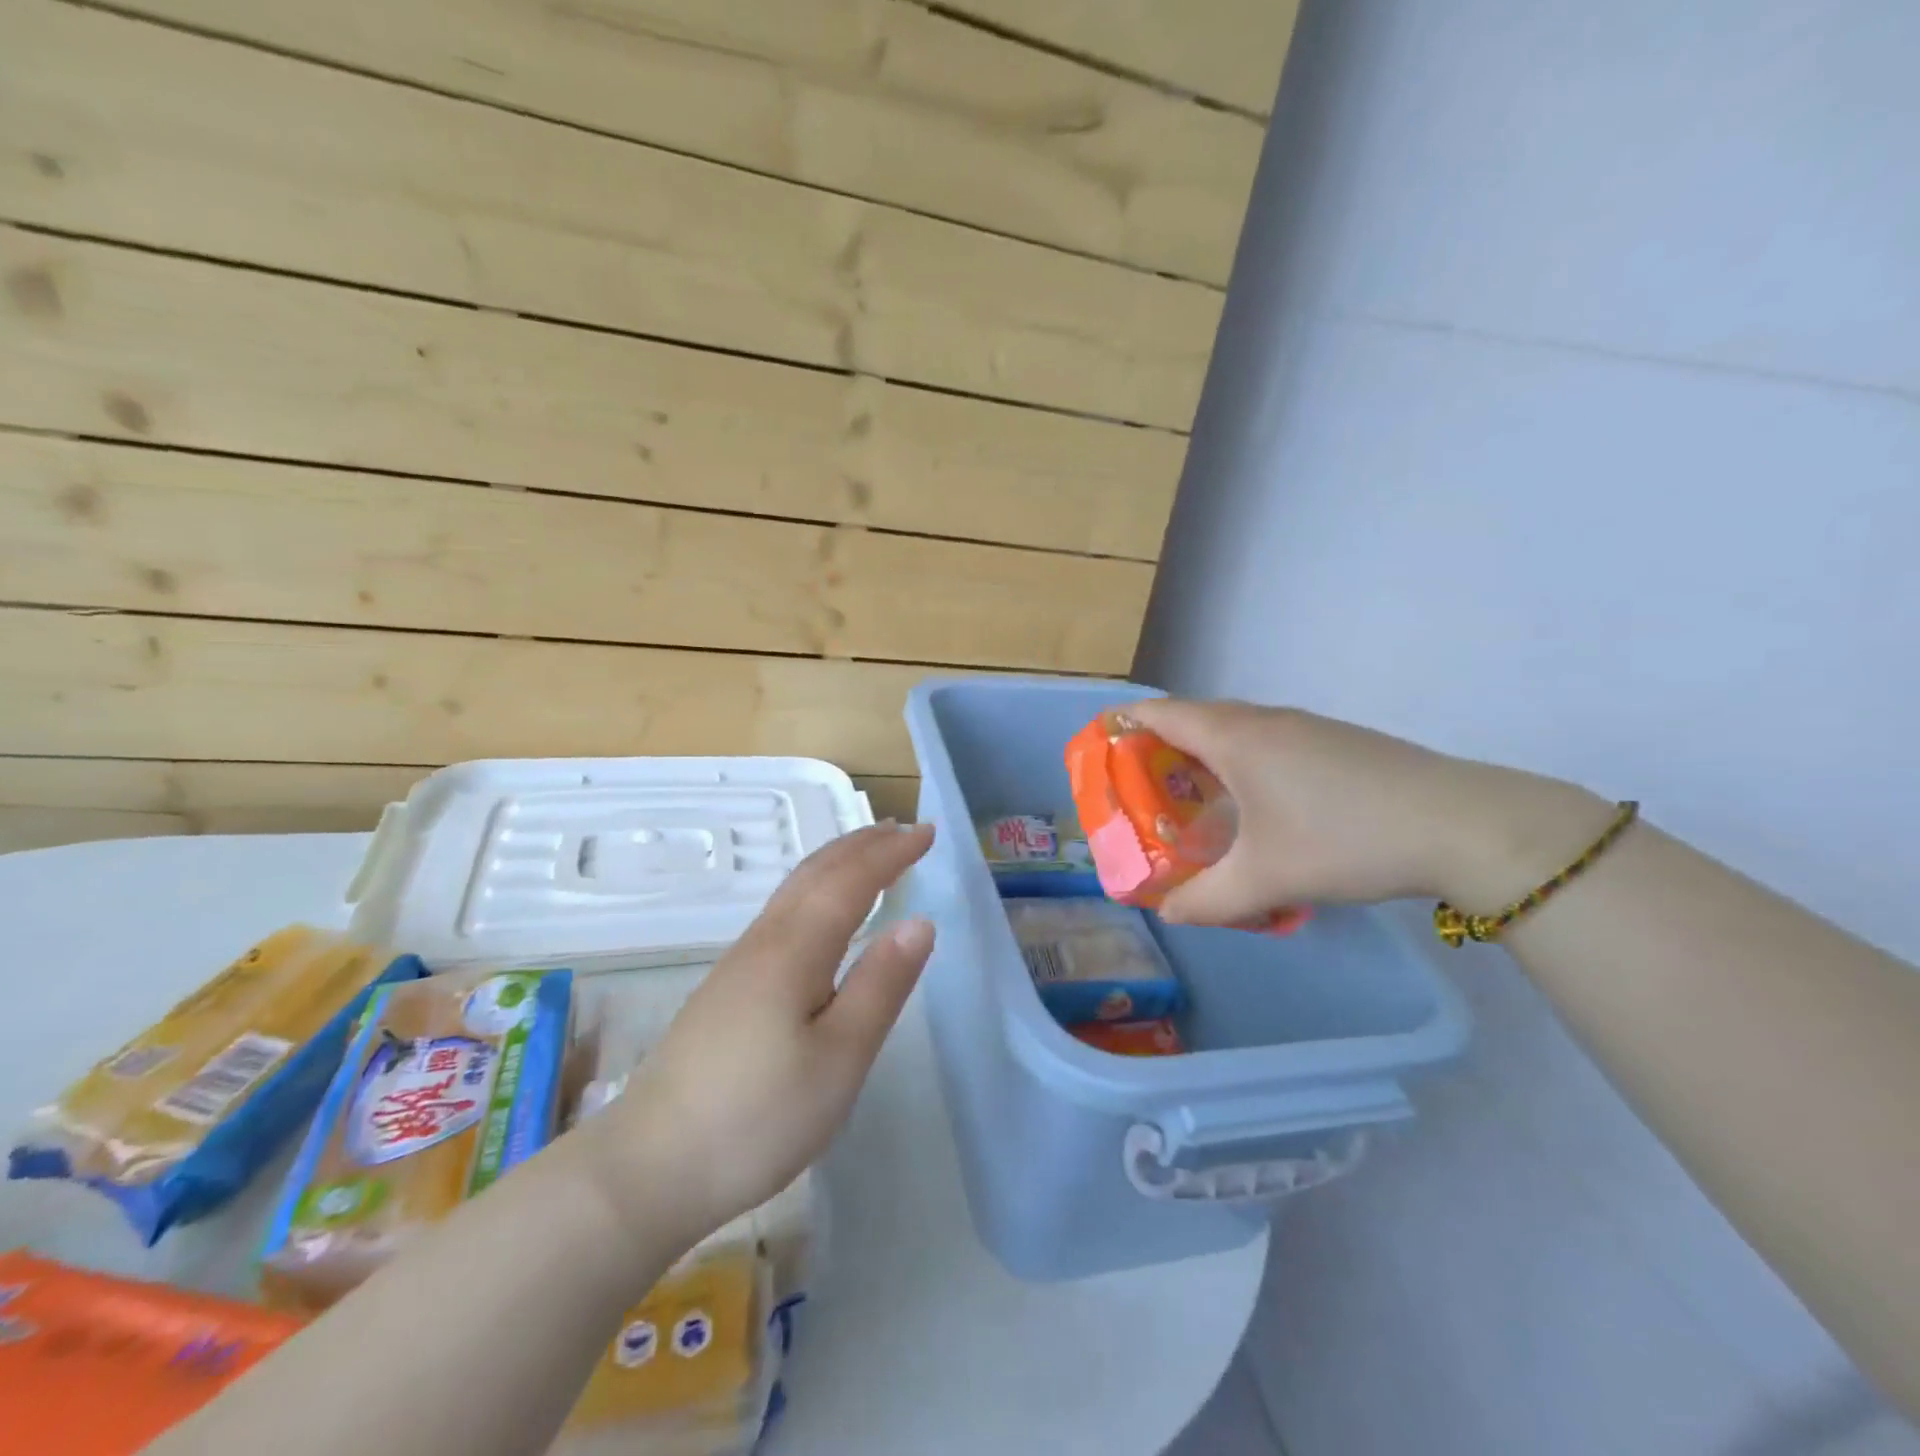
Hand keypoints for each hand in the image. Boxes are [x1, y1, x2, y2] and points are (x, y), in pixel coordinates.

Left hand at [576, 822, 935, 1248]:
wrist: (649, 1167)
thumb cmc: (757, 1115)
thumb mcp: (839, 1058)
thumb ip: (881, 985)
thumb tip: (920, 922)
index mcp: (796, 948)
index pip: (852, 880)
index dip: (892, 852)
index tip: (928, 832)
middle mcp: (765, 940)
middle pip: (817, 872)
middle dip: (863, 845)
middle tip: (902, 829)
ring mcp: (740, 962)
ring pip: (795, 888)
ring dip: (837, 861)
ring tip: (868, 854)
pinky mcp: (727, 987)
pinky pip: (783, 911)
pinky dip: (815, 888)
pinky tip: (819, 910)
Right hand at [1125, 699, 1605, 924]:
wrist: (1463, 825)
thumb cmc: (1345, 839)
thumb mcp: (1266, 879)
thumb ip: (1206, 900)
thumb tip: (1169, 913)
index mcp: (1235, 737)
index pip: (1160, 713)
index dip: (1122, 724)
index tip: (1099, 748)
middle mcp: (1265, 720)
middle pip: (1194, 719)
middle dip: (1158, 747)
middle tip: (1140, 789)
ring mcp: (1306, 727)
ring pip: (1235, 731)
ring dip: (1204, 756)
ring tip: (1190, 800)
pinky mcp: (1336, 743)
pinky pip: (1266, 742)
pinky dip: (1241, 763)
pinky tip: (1255, 807)